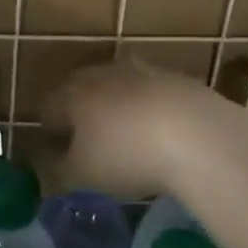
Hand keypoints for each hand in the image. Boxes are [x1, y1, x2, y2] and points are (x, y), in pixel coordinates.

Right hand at [45, 64, 221, 200]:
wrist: (200, 136)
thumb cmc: (126, 156)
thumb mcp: (81, 176)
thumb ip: (57, 168)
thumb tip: (48, 162)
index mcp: (73, 93)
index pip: (48, 107)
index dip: (48, 130)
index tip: (56, 152)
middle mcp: (104, 74)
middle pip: (82, 90)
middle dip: (82, 113)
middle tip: (89, 143)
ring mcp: (144, 72)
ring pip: (120, 89)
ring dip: (118, 109)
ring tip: (128, 139)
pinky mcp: (179, 80)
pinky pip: (154, 96)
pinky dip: (151, 111)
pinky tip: (163, 136)